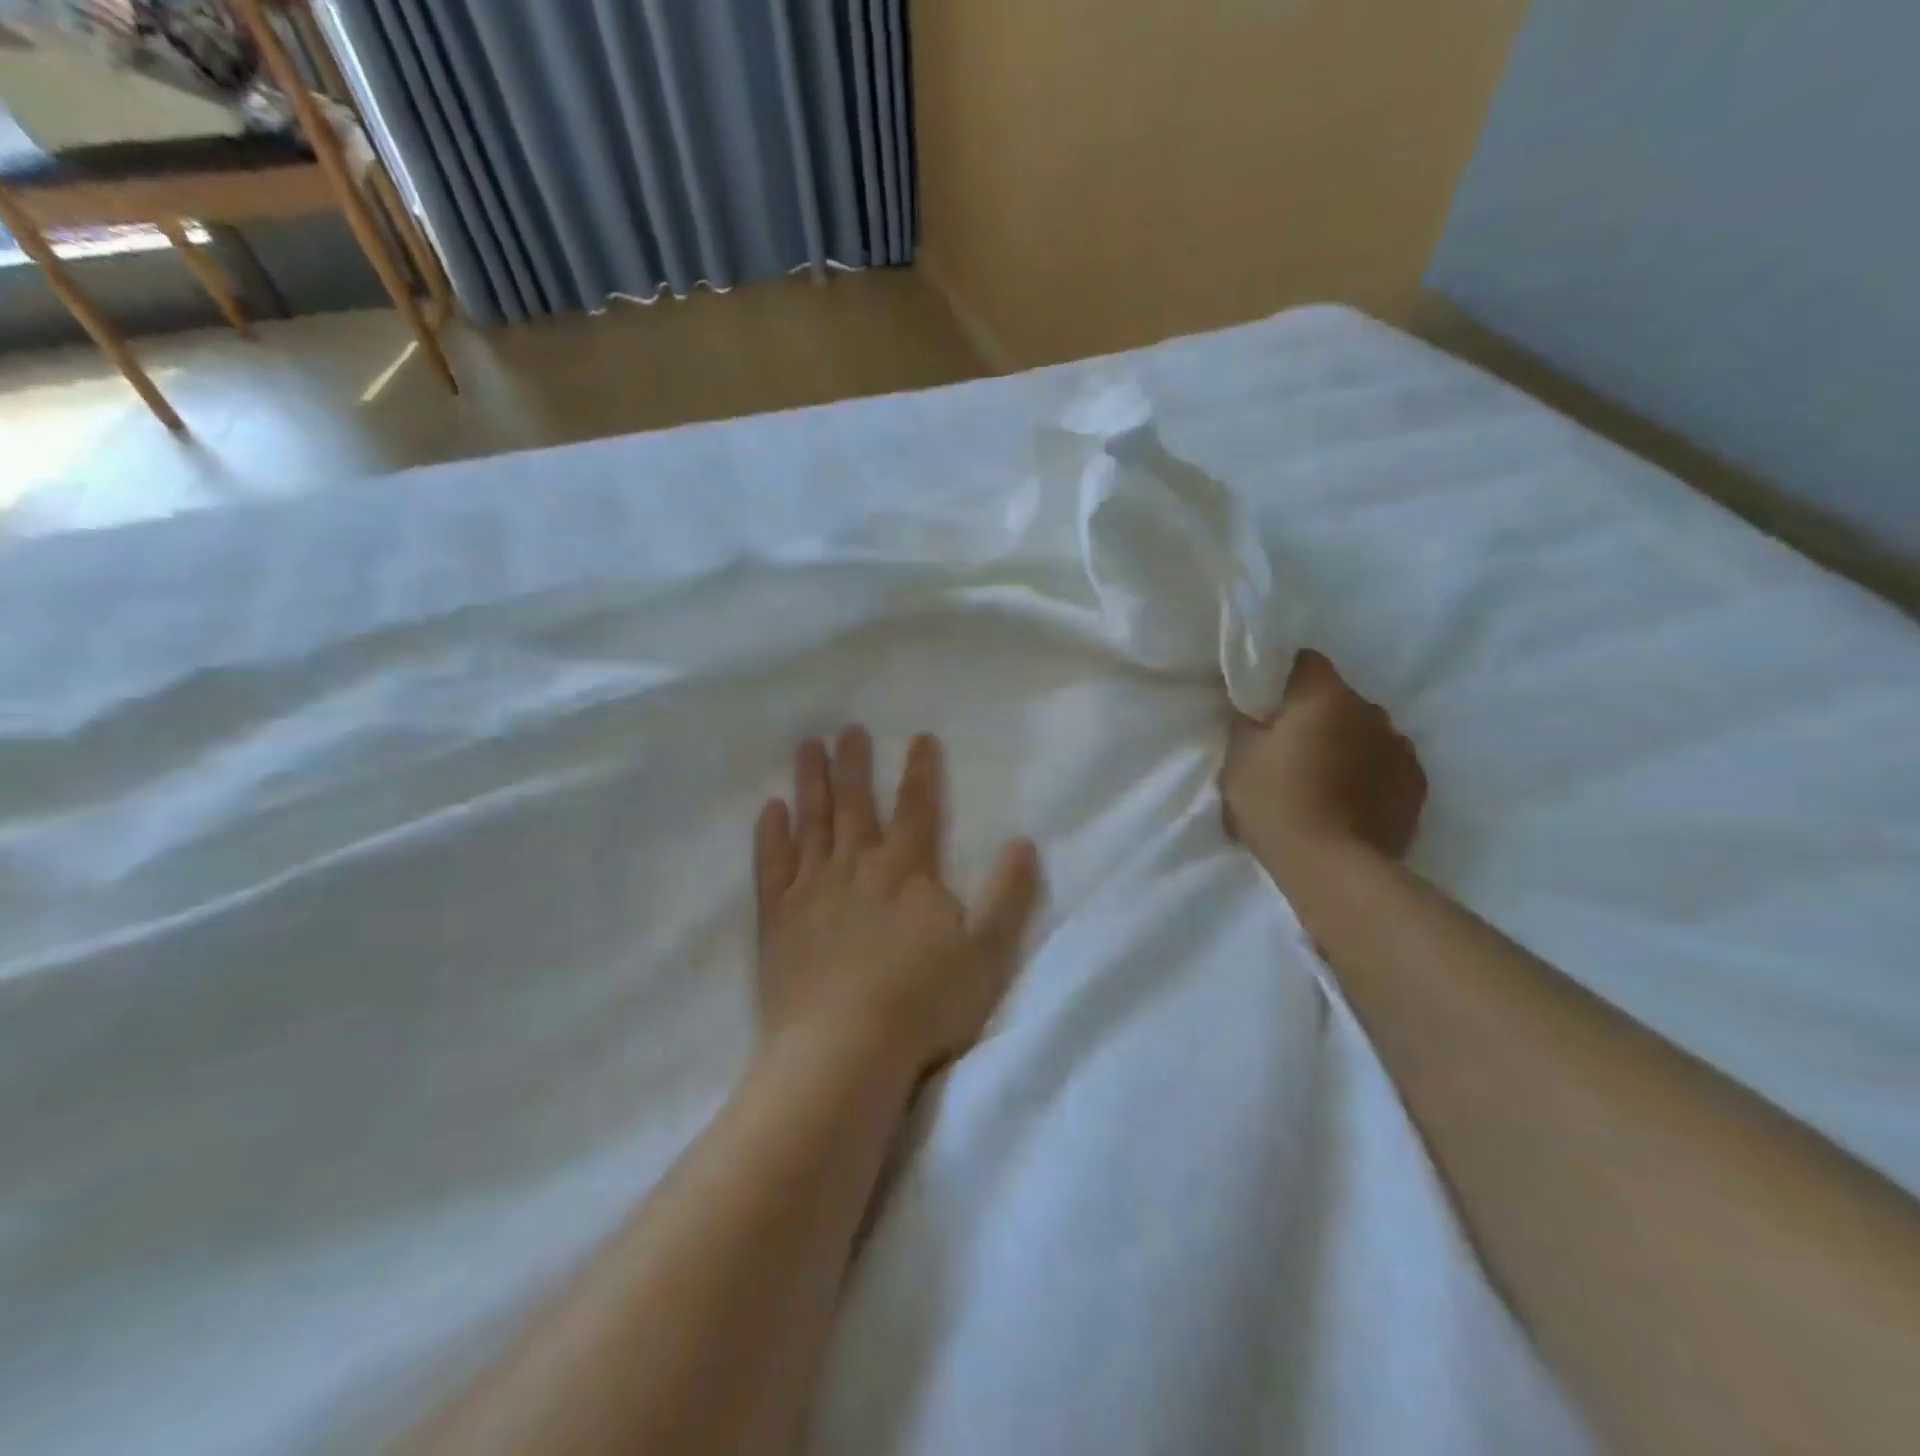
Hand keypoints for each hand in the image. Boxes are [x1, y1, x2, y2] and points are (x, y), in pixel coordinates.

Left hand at [754, 728, 1042, 1085]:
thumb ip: (1008, 895)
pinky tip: (769, 810)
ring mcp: (812, 889)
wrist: (844, 1051)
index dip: (921, 770)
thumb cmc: (922, 1003)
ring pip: (812, 822)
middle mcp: (857, 866)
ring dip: (810, 782)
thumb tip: (1023, 842)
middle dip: (854, 763)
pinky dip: (770, 834)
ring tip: (807, 747)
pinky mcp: (779, 918)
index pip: (918, 806)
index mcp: (907, 870)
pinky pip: (772, 864)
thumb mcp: (986, 952)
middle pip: (856, 803)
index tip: (919, 737)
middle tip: (847, 728)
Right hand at [1222, 650, 1427, 881]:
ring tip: (1322, 780)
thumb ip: (1248, 724)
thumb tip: (1258, 713)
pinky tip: (1348, 801)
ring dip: (1345, 745)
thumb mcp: (1239, 758)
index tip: (1266, 704)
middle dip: (1315, 716)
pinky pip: (1385, 765)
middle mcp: (1371, 710)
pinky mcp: (1416, 785)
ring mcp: (1400, 748)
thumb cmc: (1276, 803)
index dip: (1283, 678)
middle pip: (1337, 699)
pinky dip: (1368, 774)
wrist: (1331, 867)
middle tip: (1288, 748)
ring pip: (1364, 732)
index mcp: (1326, 695)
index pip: (1305, 662)